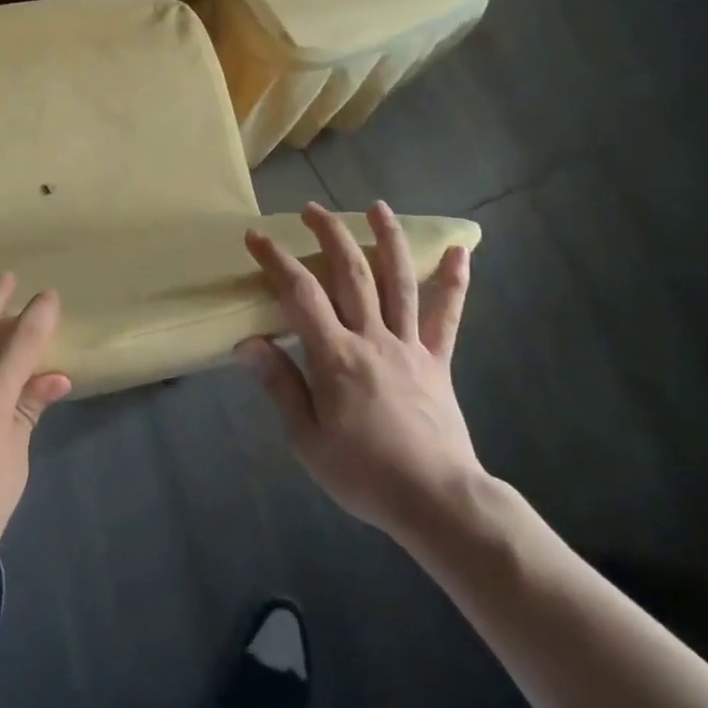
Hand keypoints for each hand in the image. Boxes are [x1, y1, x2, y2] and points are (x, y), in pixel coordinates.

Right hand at [239, 202, 481, 547]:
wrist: (436, 500)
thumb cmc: (363, 473)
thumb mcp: (306, 438)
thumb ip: (280, 385)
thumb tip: (247, 343)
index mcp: (335, 355)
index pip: (299, 294)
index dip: (276, 261)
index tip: (256, 237)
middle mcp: (372, 337)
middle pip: (350, 273)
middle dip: (329, 234)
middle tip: (311, 209)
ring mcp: (409, 345)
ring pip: (398, 280)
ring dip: (386, 239)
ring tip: (377, 207)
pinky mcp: (437, 360)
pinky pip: (446, 316)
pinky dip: (454, 281)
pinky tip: (460, 252)